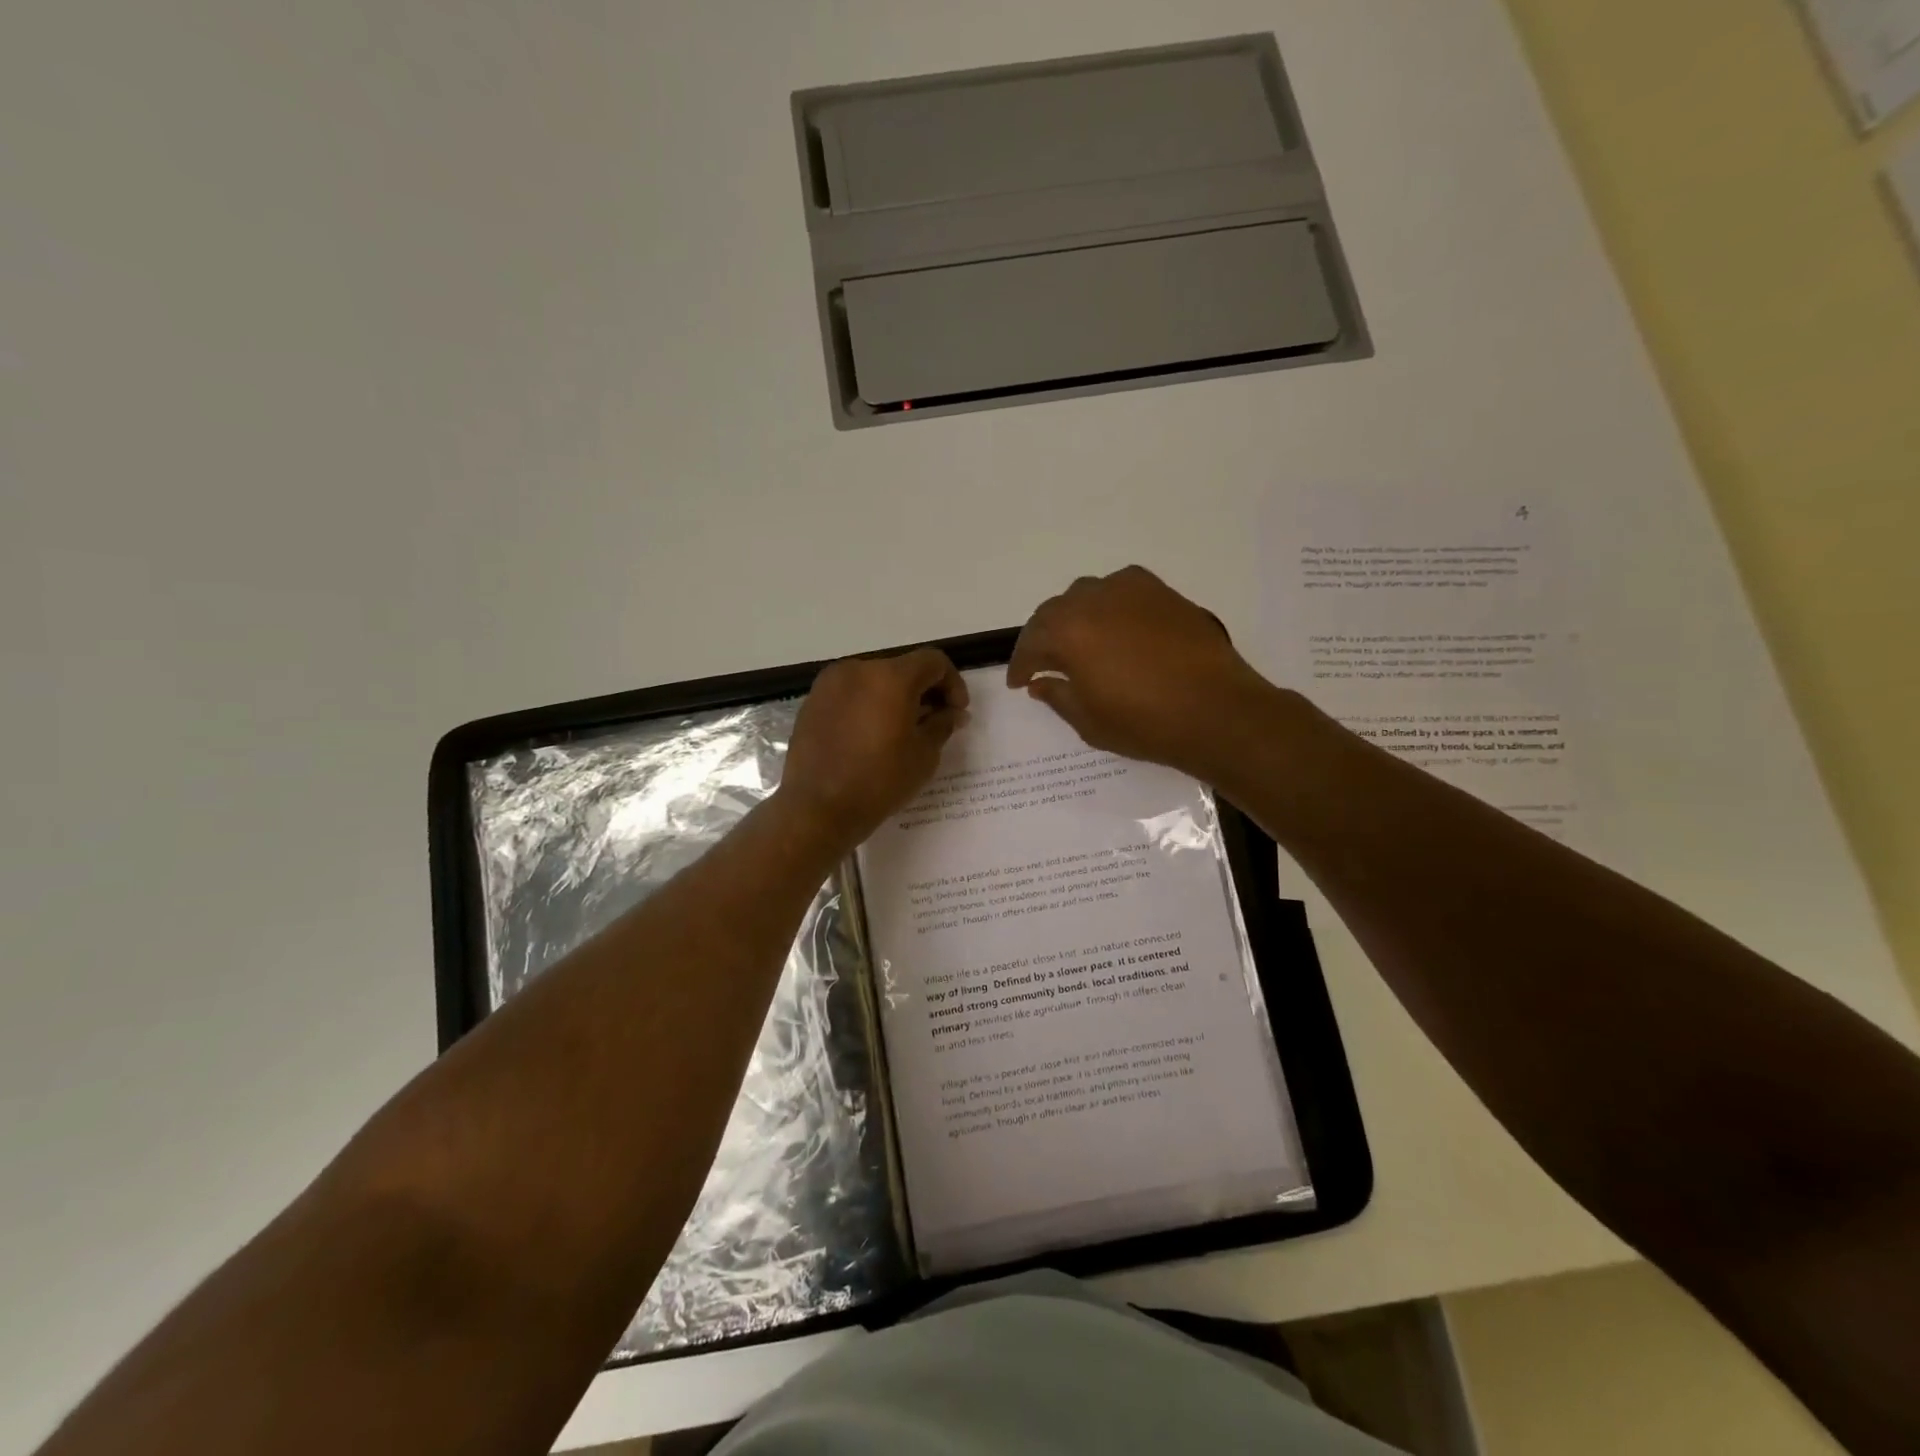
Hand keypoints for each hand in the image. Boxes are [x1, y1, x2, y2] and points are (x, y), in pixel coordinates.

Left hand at [780, 649, 968, 848]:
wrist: (818, 808)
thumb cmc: (879, 781)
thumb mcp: (924, 755)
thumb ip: (942, 724)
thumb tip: (952, 713)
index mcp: (890, 677)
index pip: (933, 662)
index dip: (953, 683)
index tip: (957, 712)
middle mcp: (857, 669)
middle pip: (902, 668)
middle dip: (923, 690)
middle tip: (933, 722)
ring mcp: (830, 684)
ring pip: (874, 679)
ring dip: (894, 697)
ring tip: (901, 731)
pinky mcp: (812, 702)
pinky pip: (850, 694)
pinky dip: (868, 705)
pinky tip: (871, 736)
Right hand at [1007, 566, 1270, 777]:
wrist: (1217, 712)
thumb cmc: (1145, 723)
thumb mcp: (1089, 721)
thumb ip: (1057, 695)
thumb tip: (1040, 682)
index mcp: (1068, 631)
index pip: (1031, 643)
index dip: (1021, 664)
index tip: (1019, 683)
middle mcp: (1094, 600)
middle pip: (1054, 612)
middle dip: (1043, 637)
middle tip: (1043, 663)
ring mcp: (1131, 590)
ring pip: (1087, 594)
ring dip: (1074, 617)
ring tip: (1079, 642)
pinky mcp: (1162, 592)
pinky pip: (1121, 589)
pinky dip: (1108, 604)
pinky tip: (1115, 626)